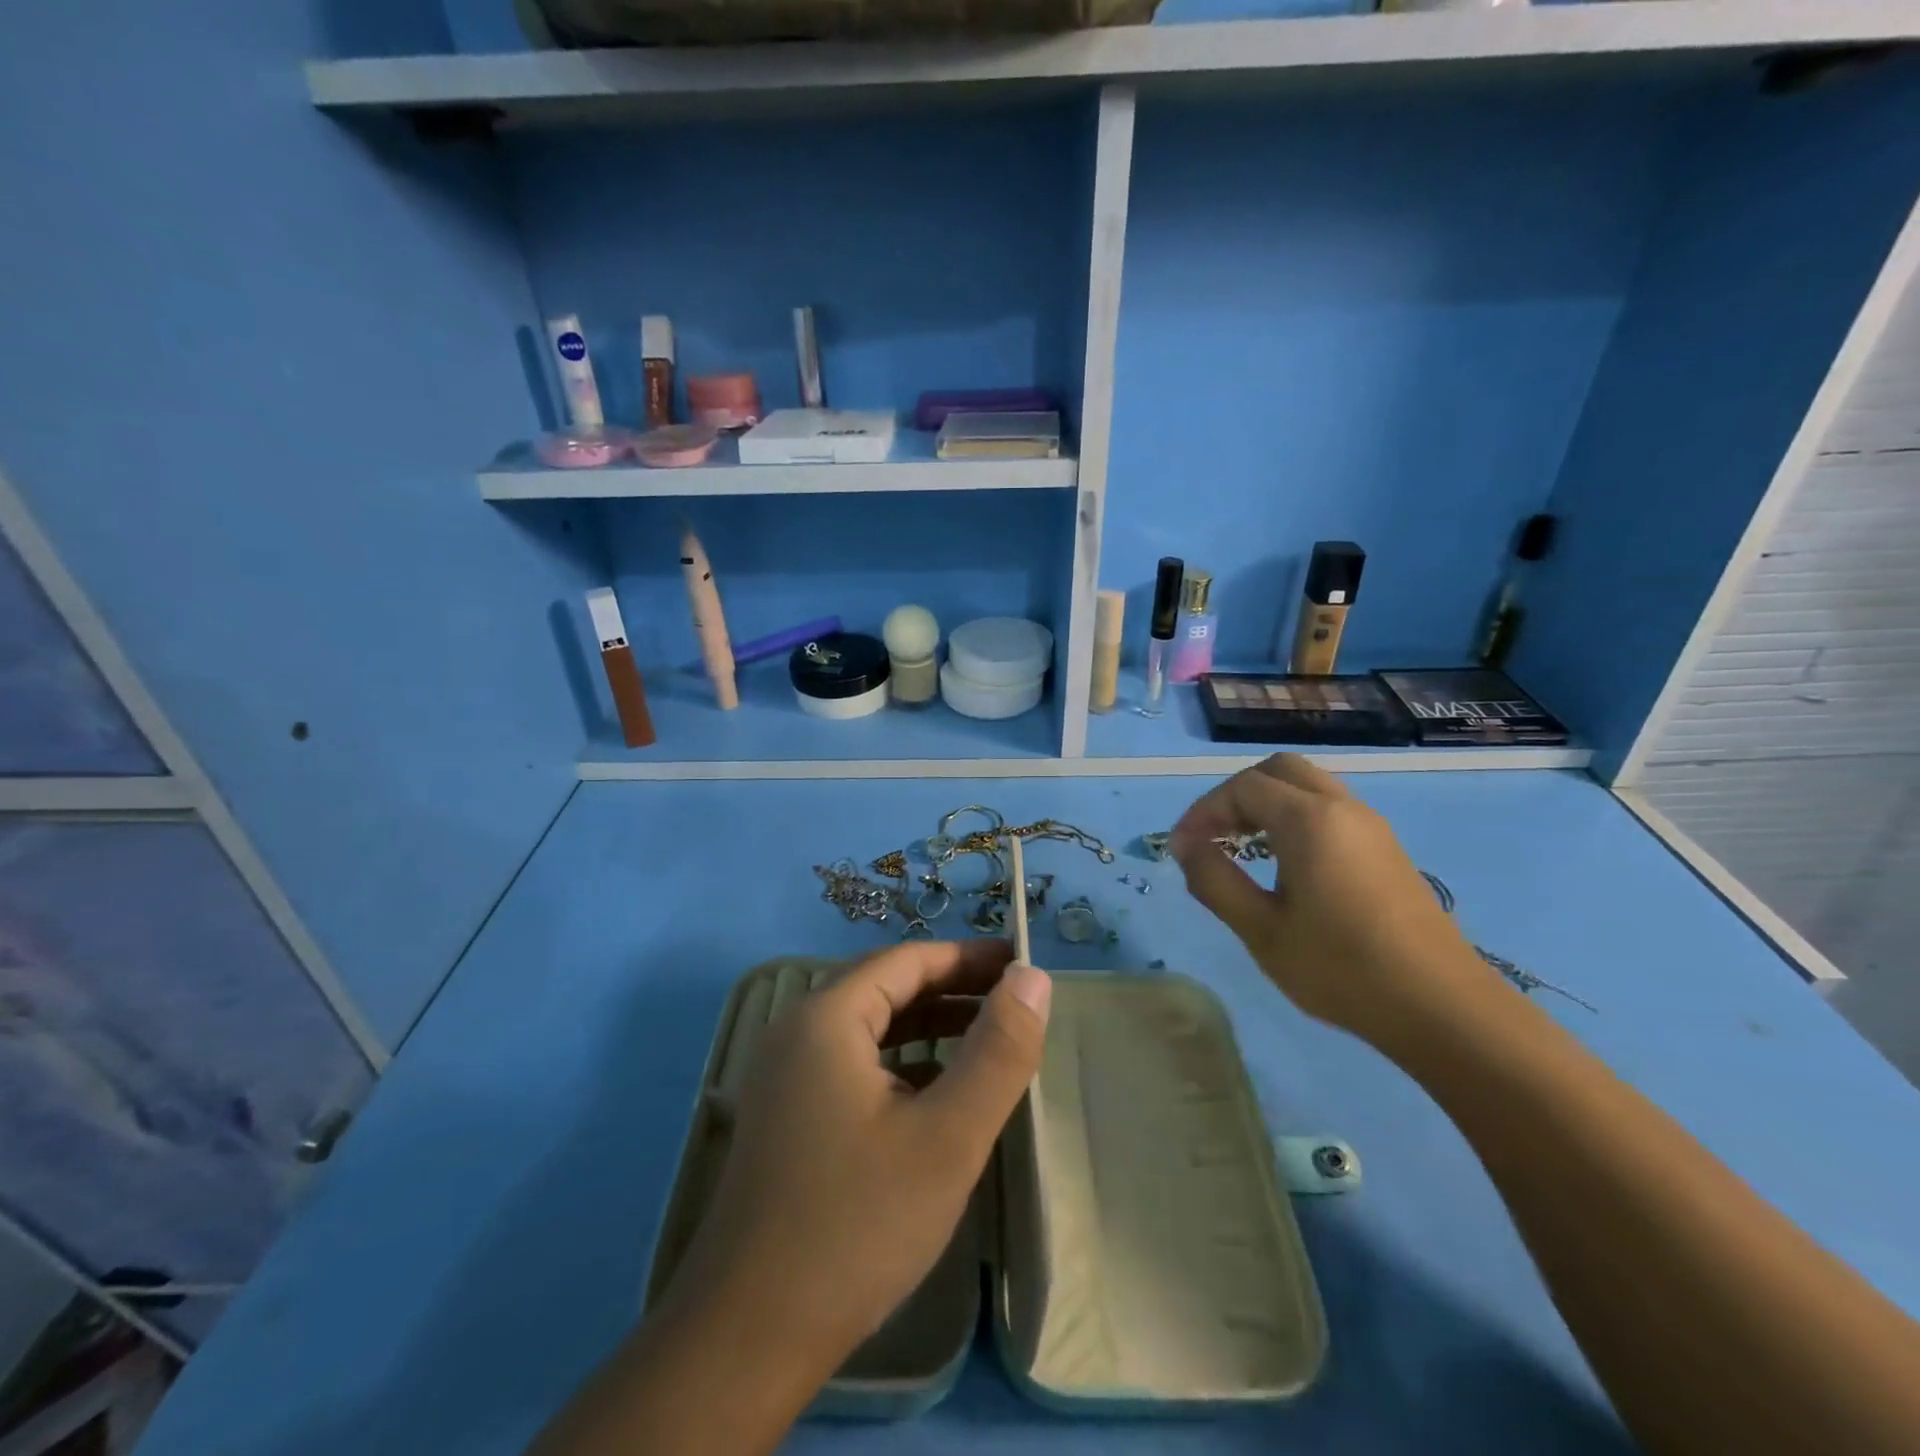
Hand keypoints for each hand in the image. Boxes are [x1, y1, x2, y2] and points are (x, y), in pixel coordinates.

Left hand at [666, 939, 1051, 1374]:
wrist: (749, 1339)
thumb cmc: (857, 1223)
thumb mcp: (947, 1135)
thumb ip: (998, 1051)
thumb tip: (1033, 979)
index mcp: (826, 1017)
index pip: (907, 960)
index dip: (968, 957)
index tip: (1021, 966)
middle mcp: (798, 1032)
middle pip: (886, 988)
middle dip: (952, 990)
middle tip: (1014, 1001)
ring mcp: (787, 1076)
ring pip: (870, 1028)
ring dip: (929, 1026)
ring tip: (988, 1039)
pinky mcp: (789, 1116)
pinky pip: (855, 1065)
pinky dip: (902, 1063)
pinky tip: (937, 1091)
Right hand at [1170, 753, 1487, 1050]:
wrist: (1441, 1007)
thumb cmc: (1341, 968)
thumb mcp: (1261, 929)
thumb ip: (1214, 879)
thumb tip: (1184, 845)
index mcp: (1309, 820)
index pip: (1242, 788)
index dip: (1203, 810)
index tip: (1181, 848)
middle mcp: (1342, 808)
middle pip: (1279, 770)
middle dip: (1236, 794)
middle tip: (1214, 835)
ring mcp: (1370, 826)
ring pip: (1308, 786)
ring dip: (1267, 803)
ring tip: (1242, 847)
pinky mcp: (1386, 848)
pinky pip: (1329, 809)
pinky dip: (1295, 816)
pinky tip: (1284, 863)